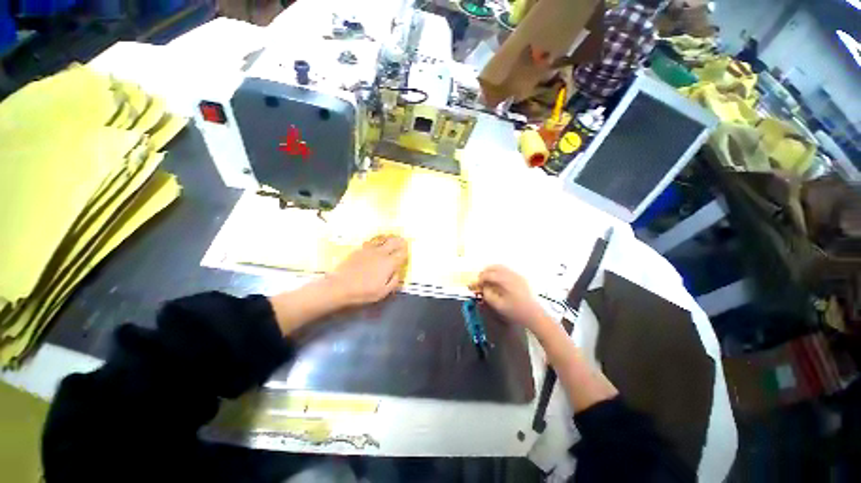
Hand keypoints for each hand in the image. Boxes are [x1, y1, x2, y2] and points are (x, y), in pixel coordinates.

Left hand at [326, 234, 408, 306]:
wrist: (340, 286)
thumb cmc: (364, 292)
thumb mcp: (383, 292)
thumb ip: (394, 281)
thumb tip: (397, 273)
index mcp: (389, 263)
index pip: (401, 254)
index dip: (406, 251)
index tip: (408, 249)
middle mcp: (381, 253)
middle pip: (393, 243)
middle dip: (399, 241)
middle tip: (403, 240)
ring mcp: (369, 250)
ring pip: (382, 240)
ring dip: (388, 239)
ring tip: (391, 238)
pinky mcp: (359, 250)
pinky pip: (371, 242)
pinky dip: (376, 242)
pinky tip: (375, 244)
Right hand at [469, 265, 545, 329]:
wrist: (534, 315)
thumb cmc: (515, 311)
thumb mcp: (498, 305)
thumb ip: (488, 295)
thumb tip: (483, 288)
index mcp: (505, 280)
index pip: (488, 274)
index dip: (480, 279)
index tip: (476, 285)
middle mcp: (511, 274)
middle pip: (494, 267)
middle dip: (485, 272)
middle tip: (480, 280)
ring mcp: (517, 275)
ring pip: (501, 267)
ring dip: (492, 271)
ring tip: (487, 280)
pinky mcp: (520, 278)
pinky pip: (506, 270)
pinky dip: (499, 273)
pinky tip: (497, 282)